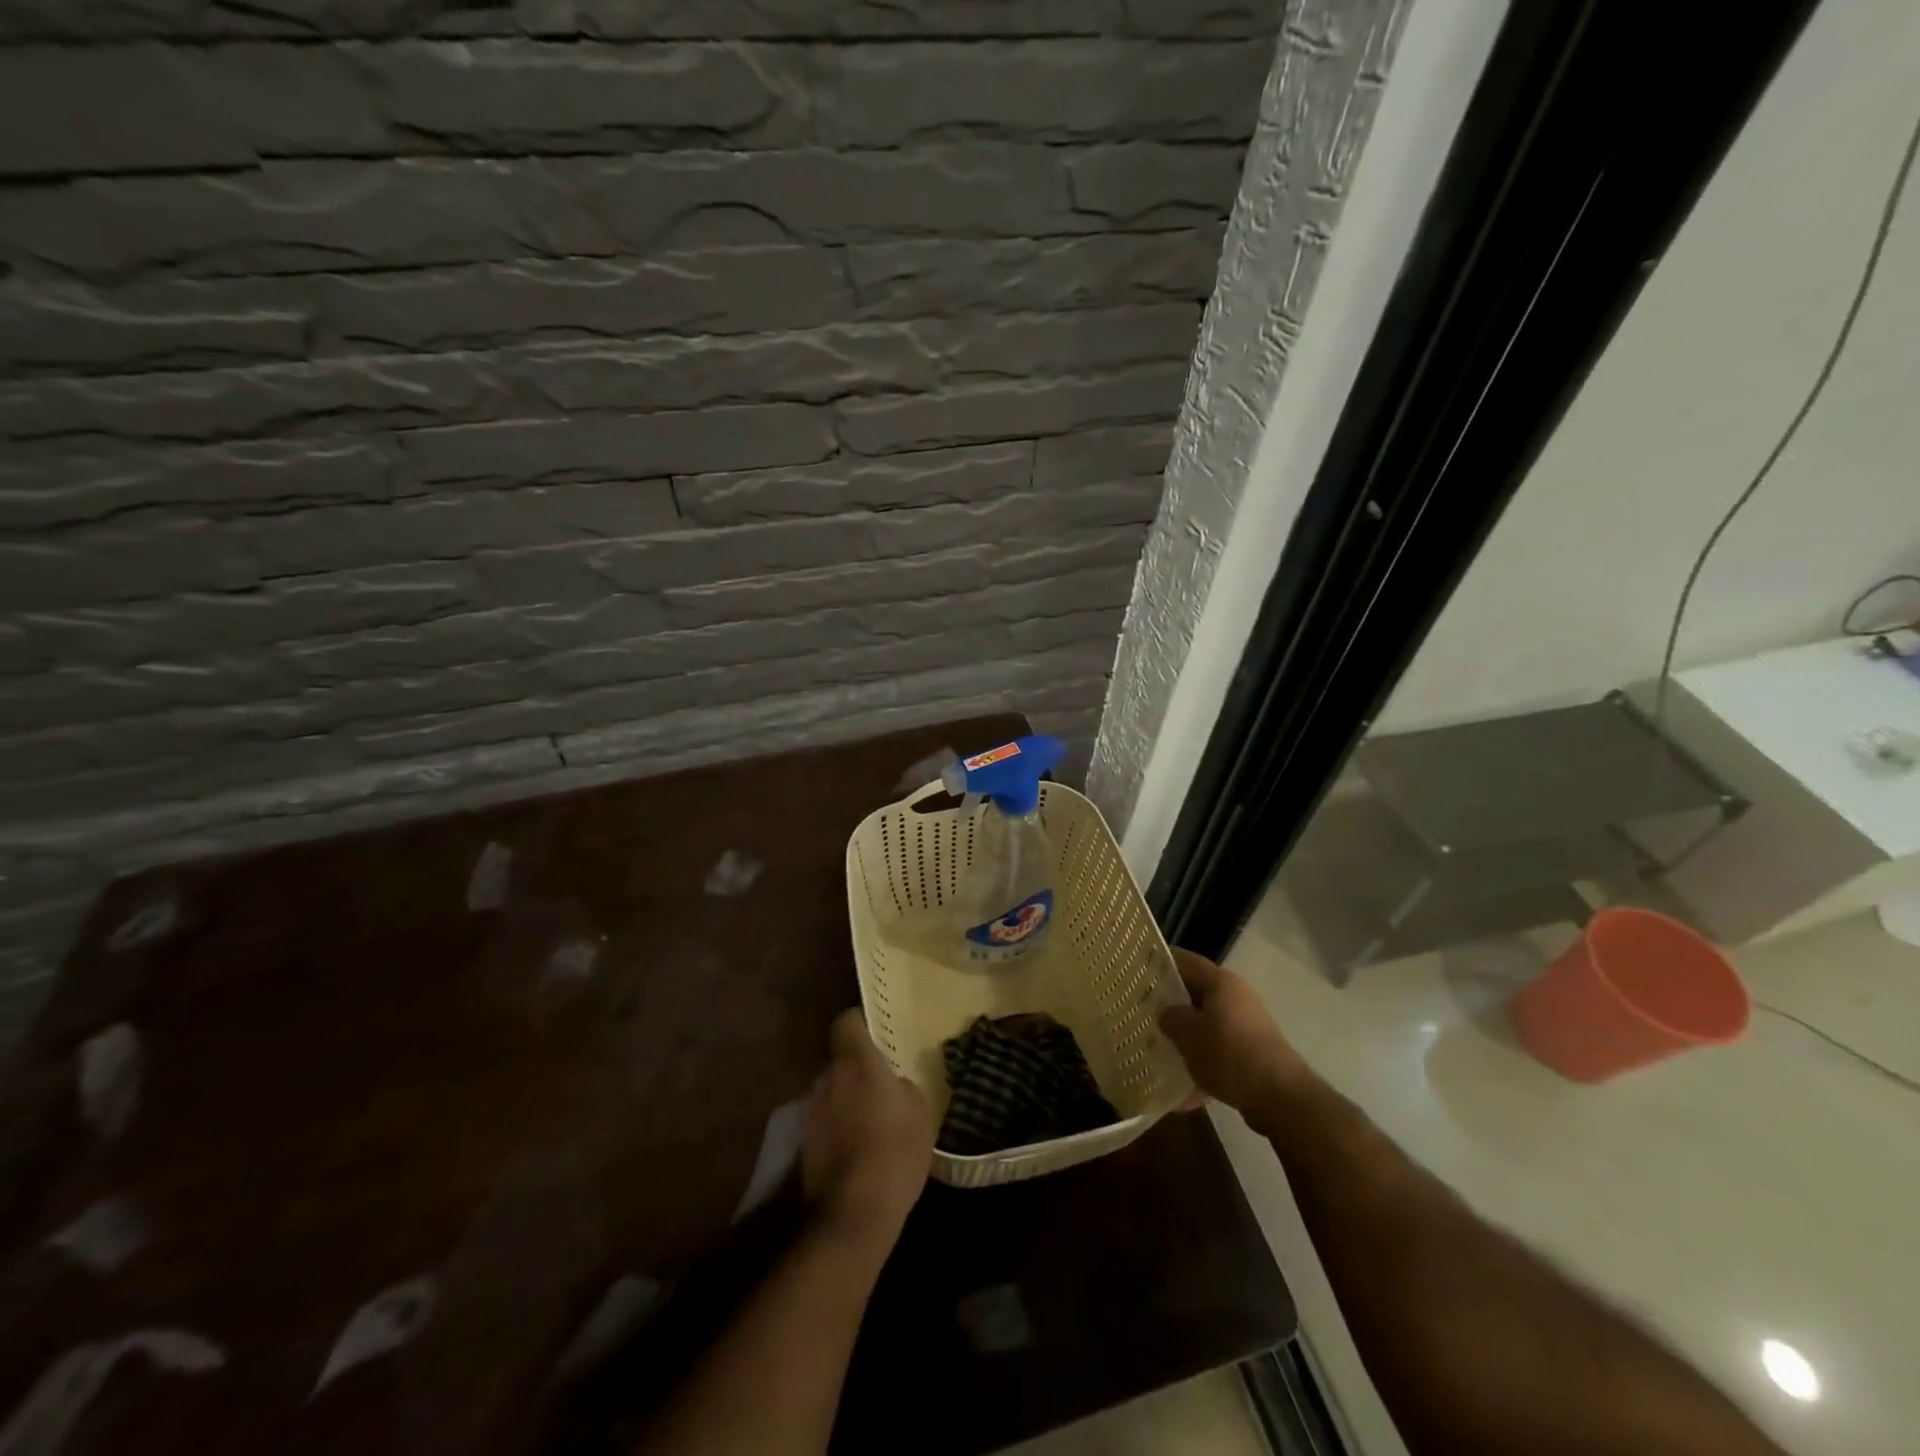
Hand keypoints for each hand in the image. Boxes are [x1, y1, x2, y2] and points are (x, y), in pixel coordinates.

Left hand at [801, 1010, 933, 1245]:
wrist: (854, 1213)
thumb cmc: (894, 1151)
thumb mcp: (919, 1111)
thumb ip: (902, 1086)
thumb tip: (893, 1084)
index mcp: (855, 1062)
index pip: (846, 1021)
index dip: (860, 1024)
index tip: (877, 1036)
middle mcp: (827, 1078)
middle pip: (839, 1060)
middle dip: (856, 1069)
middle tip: (881, 1086)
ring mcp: (811, 1111)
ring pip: (831, 1091)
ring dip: (846, 1099)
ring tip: (870, 1122)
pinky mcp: (804, 1143)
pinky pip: (825, 1120)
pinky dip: (838, 1127)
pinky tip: (857, 1149)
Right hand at [1158, 949, 1312, 1117]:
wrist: (1280, 1098)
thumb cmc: (1228, 1054)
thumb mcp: (1188, 1034)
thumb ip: (1171, 1018)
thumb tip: (1166, 1013)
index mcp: (1221, 982)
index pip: (1186, 960)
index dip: (1161, 961)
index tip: (1138, 968)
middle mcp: (1237, 997)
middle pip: (1196, 993)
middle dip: (1170, 1003)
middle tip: (1143, 1010)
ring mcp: (1248, 1026)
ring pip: (1207, 1024)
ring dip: (1186, 1036)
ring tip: (1159, 1049)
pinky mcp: (1254, 1053)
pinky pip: (1220, 1052)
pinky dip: (1203, 1064)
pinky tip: (1184, 1088)